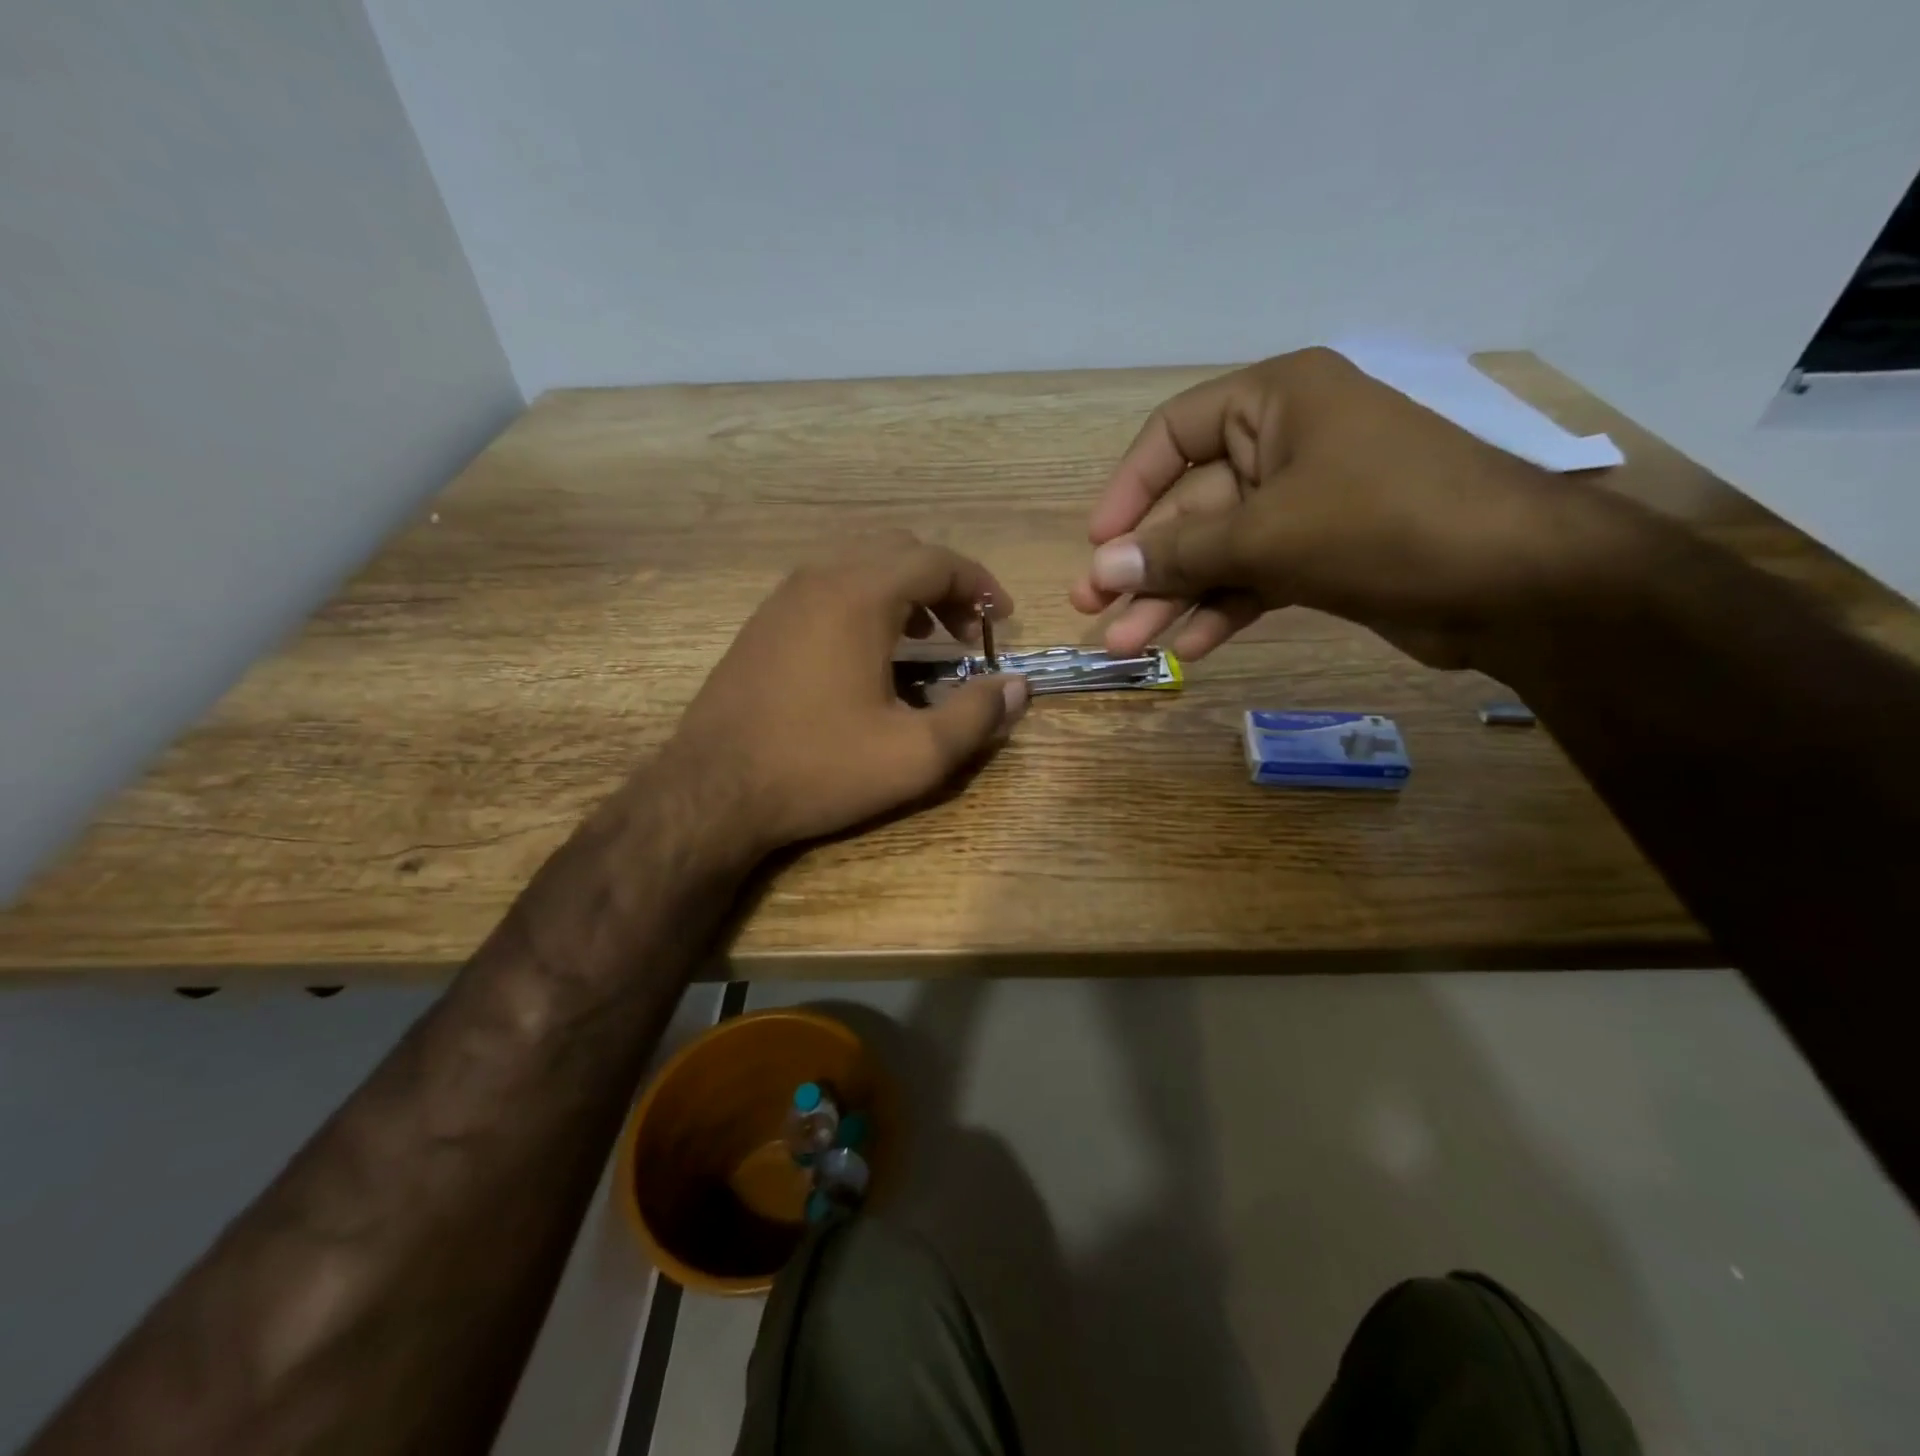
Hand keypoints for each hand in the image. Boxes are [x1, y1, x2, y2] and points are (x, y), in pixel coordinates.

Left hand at [668, 533, 1026, 853]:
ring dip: (905, 593)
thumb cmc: (818, 768)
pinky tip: (871, 655)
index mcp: (860, 595)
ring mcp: (784, 597)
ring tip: (926, 642)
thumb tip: (1019, 687)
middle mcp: (820, 578)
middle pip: (901, 552)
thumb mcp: (914, 755)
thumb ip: (977, 716)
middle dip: (945, 586)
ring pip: (861, 566)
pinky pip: (829, 589)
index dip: (980, 584)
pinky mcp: (763, 623)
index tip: (1002, 620)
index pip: (938, 560)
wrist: (711, 791)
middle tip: (967, 634)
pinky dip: (867, 603)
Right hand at [1069, 347, 1636, 668]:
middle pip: (1192, 505)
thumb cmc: (1384, 523)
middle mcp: (1288, 444)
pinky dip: (1223, 610)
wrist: (1516, 583)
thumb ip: (1180, 552)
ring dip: (1174, 597)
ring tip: (1128, 644)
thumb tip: (1102, 567)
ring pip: (1220, 550)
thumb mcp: (1267, 533)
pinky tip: (1189, 648)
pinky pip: (1254, 577)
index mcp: (1277, 401)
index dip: (1129, 488)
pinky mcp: (1324, 554)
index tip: (1099, 541)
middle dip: (1145, 563)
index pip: (1175, 432)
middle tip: (1093, 608)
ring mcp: (1307, 503)